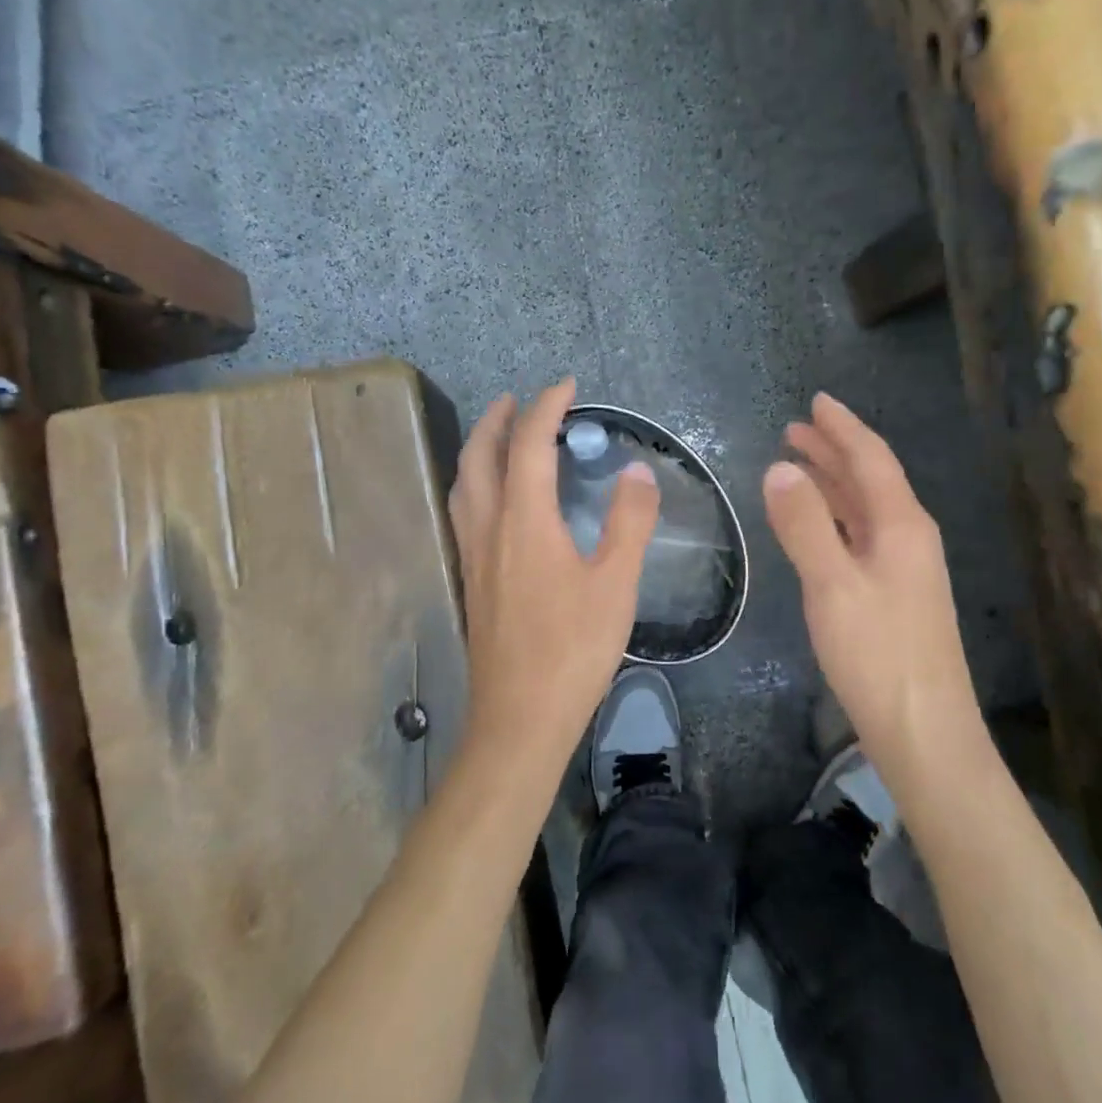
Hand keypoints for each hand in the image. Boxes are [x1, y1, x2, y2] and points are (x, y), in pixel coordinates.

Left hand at [449, 380, 659, 771]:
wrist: (520, 717)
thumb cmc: (573, 649)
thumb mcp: (616, 584)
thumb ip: (629, 521)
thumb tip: (637, 470)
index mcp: (524, 521)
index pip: (529, 444)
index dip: (546, 407)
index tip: (567, 385)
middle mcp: (488, 528)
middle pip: (480, 456)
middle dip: (497, 419)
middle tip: (518, 399)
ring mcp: (472, 556)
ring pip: (463, 484)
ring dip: (479, 449)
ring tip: (500, 437)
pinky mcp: (470, 581)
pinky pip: (464, 511)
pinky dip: (475, 483)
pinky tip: (493, 500)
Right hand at [765, 393, 981, 765]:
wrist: (924, 732)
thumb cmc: (878, 654)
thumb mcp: (832, 585)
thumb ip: (805, 525)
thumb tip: (780, 469)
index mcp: (902, 525)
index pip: (871, 459)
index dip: (842, 428)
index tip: (816, 401)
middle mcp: (909, 537)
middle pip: (870, 479)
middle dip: (834, 450)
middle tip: (795, 429)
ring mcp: (905, 568)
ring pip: (865, 508)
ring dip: (833, 482)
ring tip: (798, 464)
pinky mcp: (895, 595)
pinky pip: (861, 535)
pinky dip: (835, 518)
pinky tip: (817, 524)